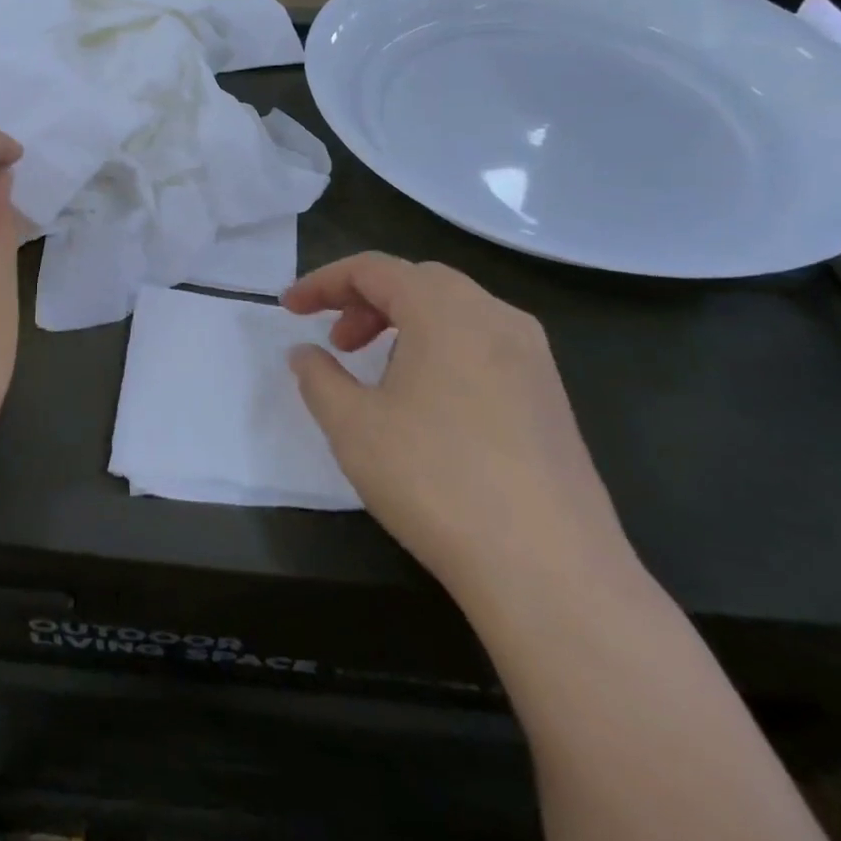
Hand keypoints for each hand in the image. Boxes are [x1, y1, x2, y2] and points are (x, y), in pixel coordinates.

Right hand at [283, 255, 630, 596]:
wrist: (550, 571)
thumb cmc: (435, 481)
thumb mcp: (353, 426)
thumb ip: (318, 377)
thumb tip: (305, 353)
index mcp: (445, 310)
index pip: (373, 269)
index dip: (323, 282)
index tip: (289, 308)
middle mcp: (495, 316)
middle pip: (417, 281)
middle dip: (365, 301)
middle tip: (336, 342)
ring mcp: (532, 356)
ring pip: (454, 311)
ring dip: (404, 324)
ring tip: (376, 372)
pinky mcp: (551, 396)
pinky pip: (483, 344)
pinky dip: (441, 349)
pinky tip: (427, 401)